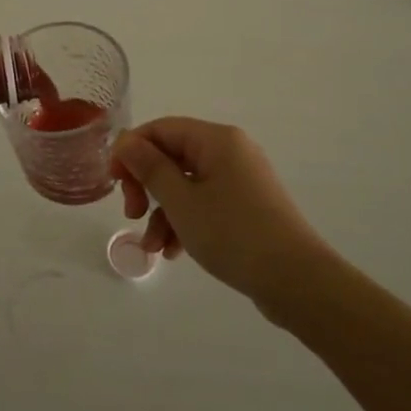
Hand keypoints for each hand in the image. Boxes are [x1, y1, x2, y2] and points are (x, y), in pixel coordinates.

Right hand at [111, 118, 331, 302]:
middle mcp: (230, 151)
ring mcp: (241, 179)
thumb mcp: (181, 202)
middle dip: (146, 186)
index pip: (161, 129)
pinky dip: (185, 222)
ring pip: (186, 184)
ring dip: (163, 212)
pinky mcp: (247, 206)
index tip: (113, 182)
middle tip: (131, 214)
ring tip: (153, 248)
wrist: (297, 281)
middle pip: (172, 156)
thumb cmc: (234, 234)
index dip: (131, 151)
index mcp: (216, 140)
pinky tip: (174, 252)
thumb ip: (149, 168)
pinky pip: (205, 203)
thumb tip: (126, 141)